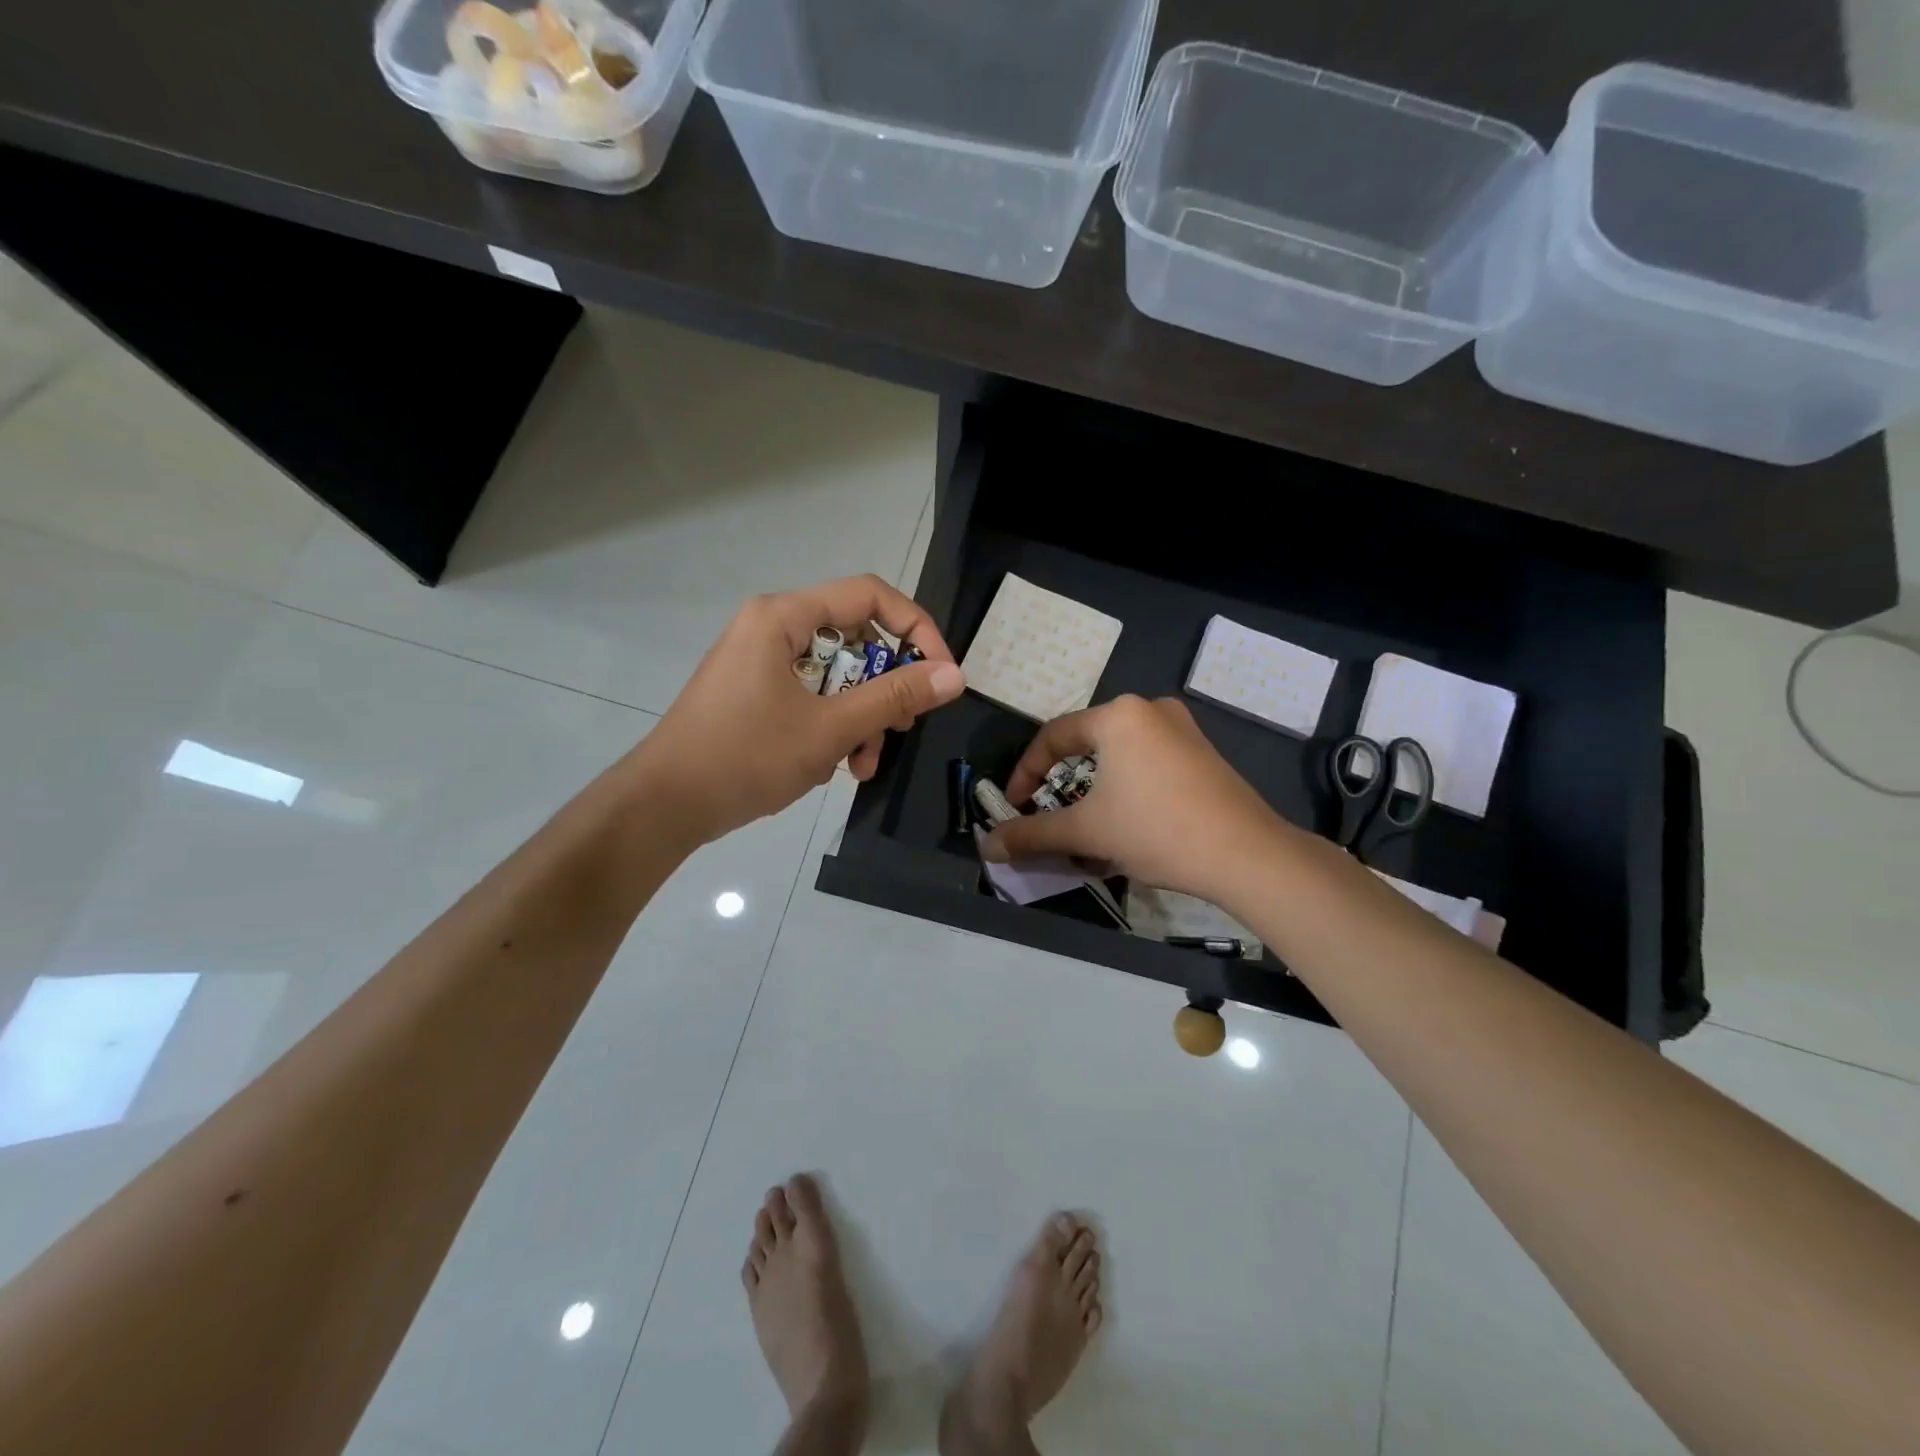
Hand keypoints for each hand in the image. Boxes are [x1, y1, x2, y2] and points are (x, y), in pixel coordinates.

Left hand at [635, 576, 963, 844]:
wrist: (665, 805)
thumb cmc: (745, 757)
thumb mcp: (829, 728)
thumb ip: (893, 697)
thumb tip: (954, 675)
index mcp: (784, 617)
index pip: (870, 596)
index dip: (916, 629)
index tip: (940, 674)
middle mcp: (773, 629)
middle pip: (855, 640)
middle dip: (884, 689)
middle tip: (899, 728)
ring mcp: (762, 663)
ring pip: (837, 676)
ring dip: (860, 719)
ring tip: (862, 766)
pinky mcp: (756, 694)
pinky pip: (812, 697)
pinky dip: (832, 728)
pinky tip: (833, 768)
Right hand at [984, 695, 1287, 904]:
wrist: (1247, 855)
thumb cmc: (1157, 830)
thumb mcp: (1087, 832)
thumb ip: (1032, 835)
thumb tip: (988, 846)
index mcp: (1117, 716)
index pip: (1052, 737)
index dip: (1025, 773)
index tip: (1015, 807)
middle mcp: (1149, 710)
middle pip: (1086, 745)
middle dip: (1062, 784)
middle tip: (1049, 815)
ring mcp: (1182, 729)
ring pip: (1119, 756)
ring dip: (1095, 790)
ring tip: (1087, 826)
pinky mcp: (1203, 753)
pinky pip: (1148, 763)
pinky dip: (1127, 788)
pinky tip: (1129, 823)